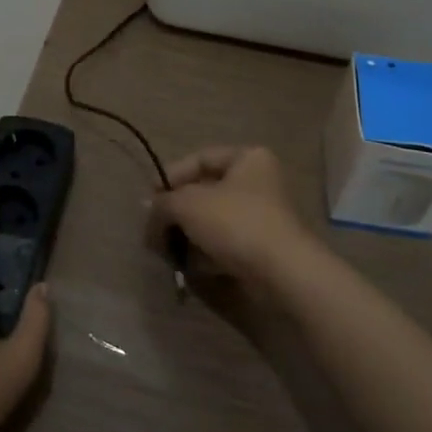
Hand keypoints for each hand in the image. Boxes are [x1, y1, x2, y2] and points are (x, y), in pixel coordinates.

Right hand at [150, 146, 317, 289]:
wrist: (282, 273)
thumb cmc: (235, 222)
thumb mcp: (188, 205)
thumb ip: (163, 204)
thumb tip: (150, 212)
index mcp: (247, 158)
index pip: (200, 159)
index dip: (171, 176)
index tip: (151, 199)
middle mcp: (259, 182)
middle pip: (205, 192)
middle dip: (178, 212)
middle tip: (155, 230)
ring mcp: (263, 217)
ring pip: (213, 220)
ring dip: (189, 235)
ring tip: (169, 251)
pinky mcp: (262, 248)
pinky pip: (225, 244)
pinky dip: (206, 253)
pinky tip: (190, 266)